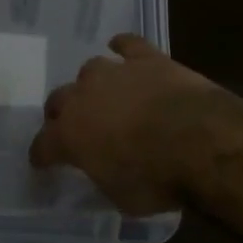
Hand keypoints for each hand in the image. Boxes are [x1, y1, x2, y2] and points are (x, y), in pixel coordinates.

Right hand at [29, 35, 224, 214]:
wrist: (200, 140)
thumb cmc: (156, 178)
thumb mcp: (121, 197)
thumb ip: (104, 178)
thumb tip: (104, 171)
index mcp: (69, 135)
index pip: (42, 145)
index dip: (42, 155)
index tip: (43, 162)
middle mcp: (83, 97)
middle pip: (58, 100)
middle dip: (61, 114)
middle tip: (74, 127)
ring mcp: (114, 73)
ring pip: (90, 70)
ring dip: (92, 84)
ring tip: (102, 95)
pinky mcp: (146, 59)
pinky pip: (128, 44)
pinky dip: (122, 46)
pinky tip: (121, 48)